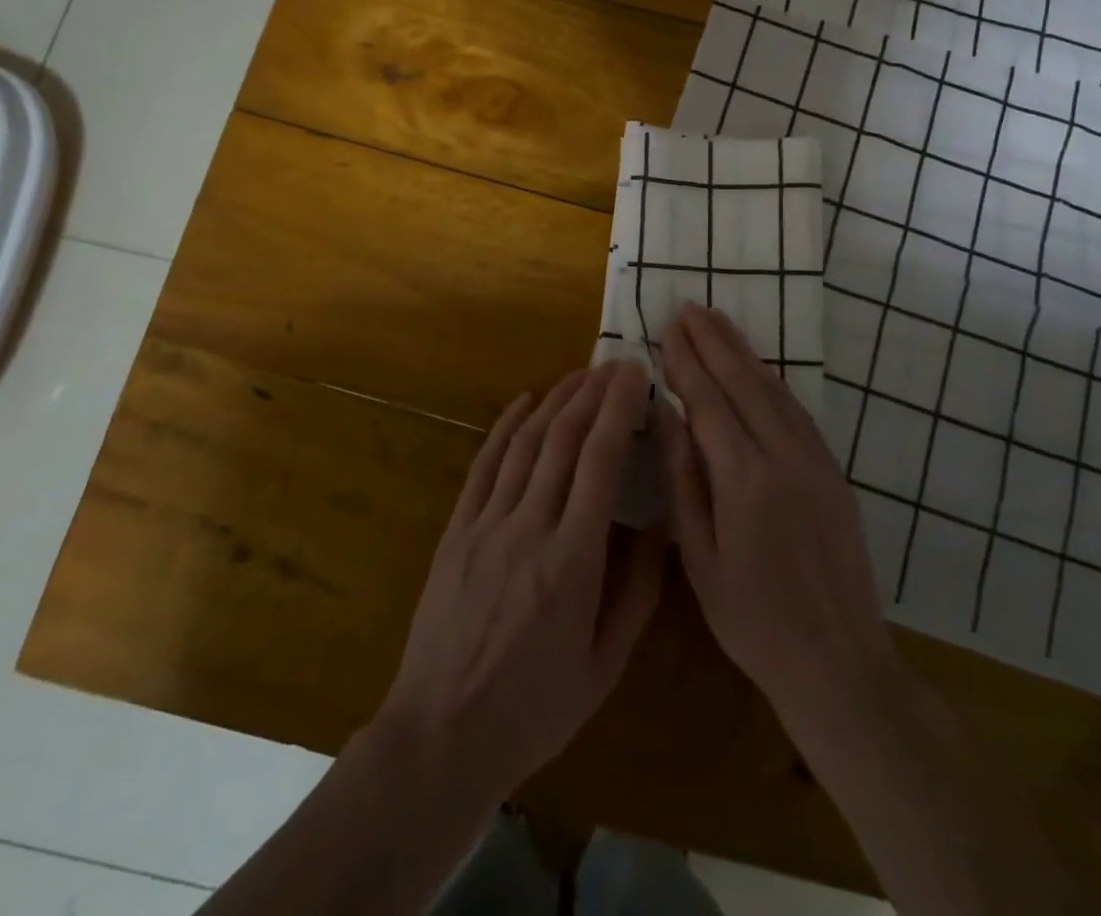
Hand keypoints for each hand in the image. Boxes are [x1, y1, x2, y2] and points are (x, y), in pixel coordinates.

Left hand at [373, 362, 666, 806]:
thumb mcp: (604, 666)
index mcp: (572, 560)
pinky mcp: (457, 530)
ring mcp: (486, 524)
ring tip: (579, 375)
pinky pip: (484, 465)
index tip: (635, 376)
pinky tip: (524, 402)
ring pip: (525, 443)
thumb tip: (659, 524)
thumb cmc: (534, 709)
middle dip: (592, 393)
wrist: (441, 735)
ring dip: (554, 401)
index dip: (618, 410)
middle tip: (614, 365)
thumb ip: (638, 592)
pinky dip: (506, 427)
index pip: (600, 462)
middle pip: (563, 440)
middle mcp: (529, 527)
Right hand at [657, 305, 901, 754]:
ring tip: (717, 323)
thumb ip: (683, 480)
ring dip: (743, 352)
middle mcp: (784, 457)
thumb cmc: (753, 620)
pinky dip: (771, 381)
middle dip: (713, 341)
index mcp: (745, 480)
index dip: (685, 362)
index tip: (666, 328)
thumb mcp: (700, 559)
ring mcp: (816, 461)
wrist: (839, 663)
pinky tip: (757, 369)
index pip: (708, 401)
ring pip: (774, 390)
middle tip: (689, 307)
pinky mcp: (834, 472)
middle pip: (744, 382)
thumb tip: (667, 416)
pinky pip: (797, 411)